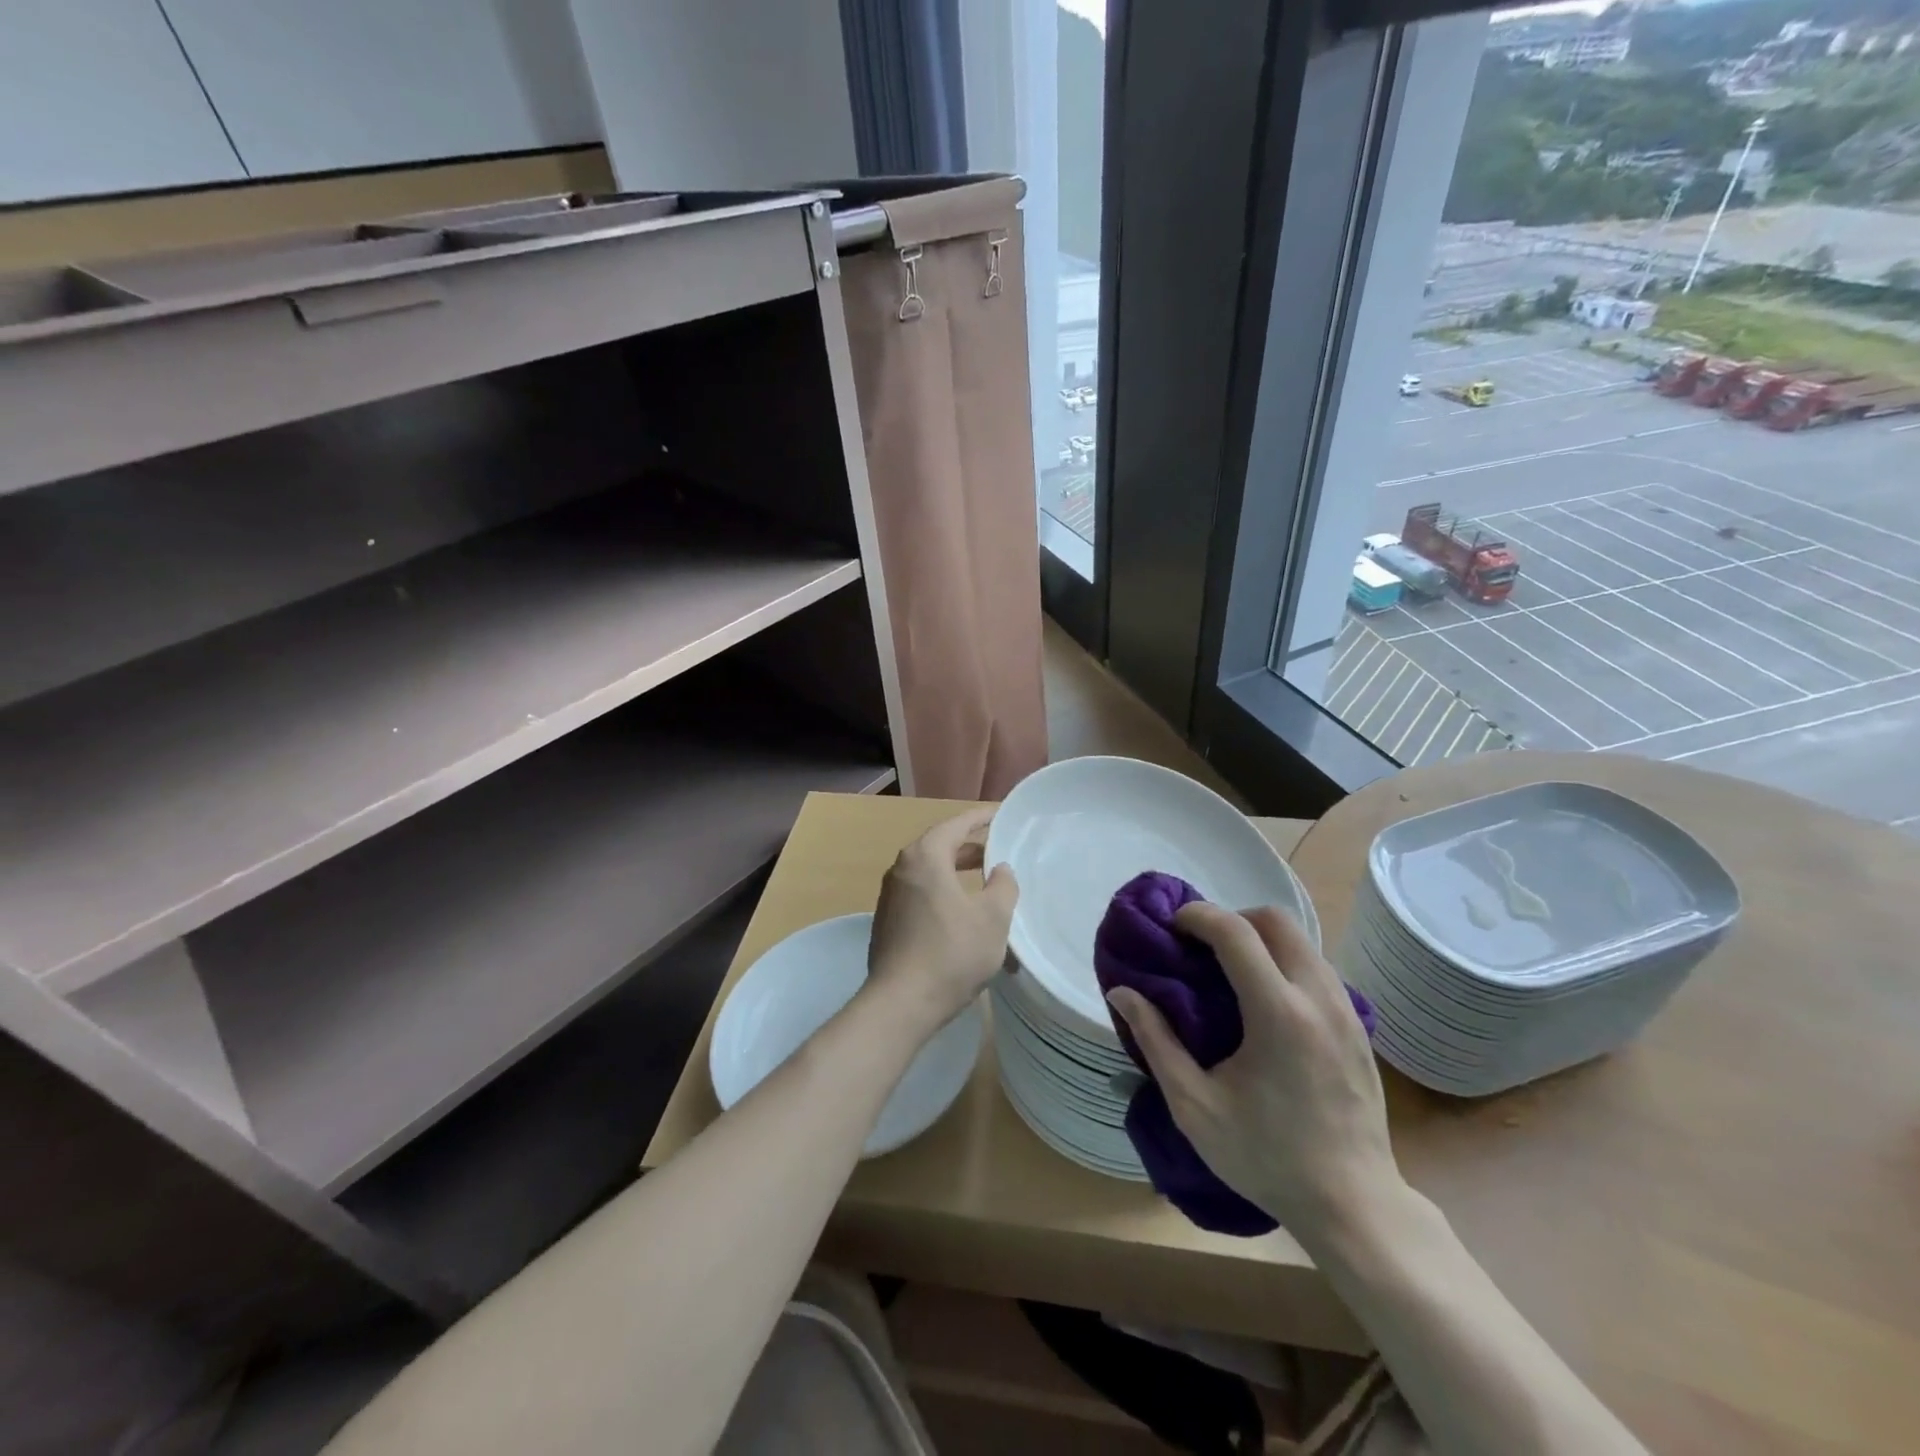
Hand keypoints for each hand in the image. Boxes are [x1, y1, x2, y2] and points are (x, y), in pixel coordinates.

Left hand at [864, 810, 1019, 1036]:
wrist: (901, 1003)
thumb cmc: (952, 953)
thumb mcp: (992, 918)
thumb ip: (1003, 885)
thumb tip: (1000, 868)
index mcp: (924, 857)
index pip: (956, 825)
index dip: (981, 818)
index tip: (1000, 814)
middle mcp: (901, 868)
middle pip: (939, 846)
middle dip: (968, 846)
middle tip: (996, 849)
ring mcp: (890, 896)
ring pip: (928, 871)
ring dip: (954, 870)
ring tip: (981, 878)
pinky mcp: (887, 921)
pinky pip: (919, 892)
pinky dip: (941, 890)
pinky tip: (959, 910)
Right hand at [1106, 902, 1400, 1242]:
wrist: (1354, 1206)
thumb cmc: (1266, 1157)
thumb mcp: (1195, 1105)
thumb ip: (1156, 1041)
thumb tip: (1122, 993)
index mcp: (1278, 1013)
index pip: (1236, 932)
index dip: (1198, 916)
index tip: (1172, 926)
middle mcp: (1318, 998)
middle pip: (1276, 920)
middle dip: (1232, 919)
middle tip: (1202, 948)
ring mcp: (1347, 1010)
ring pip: (1302, 940)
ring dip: (1261, 939)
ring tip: (1229, 971)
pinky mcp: (1360, 1026)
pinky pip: (1317, 968)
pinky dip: (1285, 962)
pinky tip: (1265, 1001)